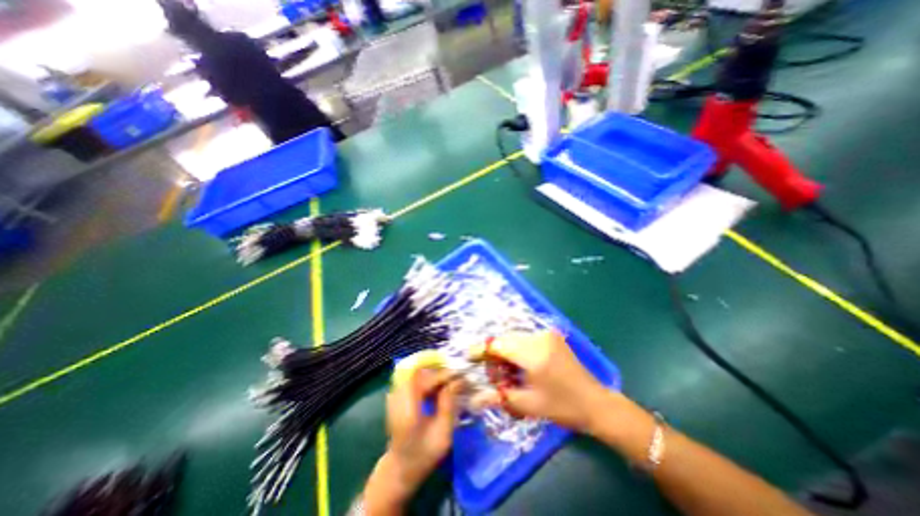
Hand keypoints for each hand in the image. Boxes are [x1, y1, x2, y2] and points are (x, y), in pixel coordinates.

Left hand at [365, 369, 463, 512]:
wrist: (400, 468)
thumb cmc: (424, 455)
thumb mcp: (443, 434)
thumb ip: (449, 404)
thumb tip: (457, 380)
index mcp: (408, 409)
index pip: (426, 379)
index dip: (443, 374)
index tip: (460, 374)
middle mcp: (398, 396)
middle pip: (422, 372)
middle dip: (440, 372)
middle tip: (458, 376)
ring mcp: (395, 394)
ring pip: (419, 373)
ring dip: (435, 374)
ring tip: (452, 381)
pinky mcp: (398, 395)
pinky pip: (415, 379)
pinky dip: (428, 380)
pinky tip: (440, 388)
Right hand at [474, 328, 609, 433]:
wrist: (596, 403)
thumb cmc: (563, 407)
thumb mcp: (528, 405)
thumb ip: (500, 395)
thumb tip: (475, 395)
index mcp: (534, 354)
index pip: (499, 345)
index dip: (482, 350)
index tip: (469, 355)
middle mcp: (539, 338)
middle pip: (505, 339)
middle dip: (495, 354)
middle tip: (494, 375)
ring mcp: (547, 334)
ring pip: (514, 338)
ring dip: (506, 352)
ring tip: (508, 373)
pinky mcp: (551, 336)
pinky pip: (525, 339)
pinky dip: (517, 350)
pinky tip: (520, 366)